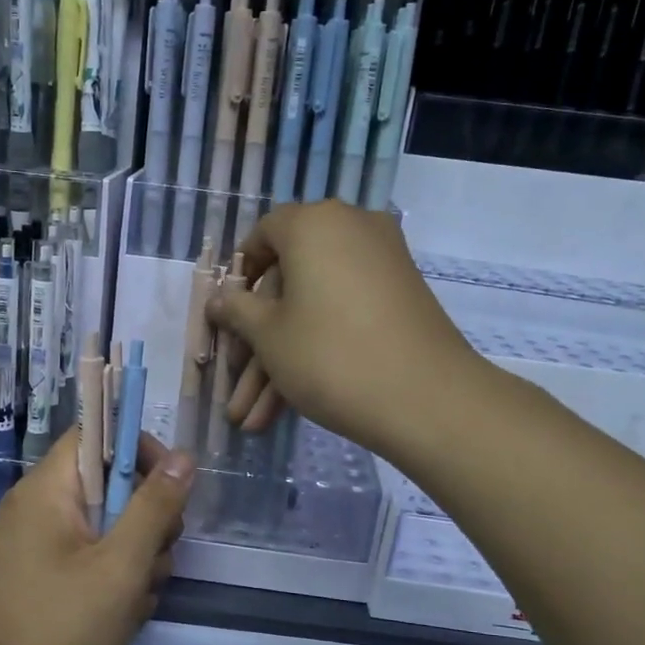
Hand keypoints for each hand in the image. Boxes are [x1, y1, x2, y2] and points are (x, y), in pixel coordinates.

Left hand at [0, 427, 193, 644]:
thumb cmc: (65, 625)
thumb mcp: (123, 563)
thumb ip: (156, 505)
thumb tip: (183, 456)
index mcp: (47, 489)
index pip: (95, 434)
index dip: (137, 448)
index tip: (170, 484)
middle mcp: (37, 507)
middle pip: (108, 482)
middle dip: (144, 517)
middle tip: (156, 556)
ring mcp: (37, 543)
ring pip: (106, 524)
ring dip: (135, 554)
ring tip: (137, 596)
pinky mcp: (42, 575)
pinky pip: (91, 555)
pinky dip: (114, 575)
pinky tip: (123, 611)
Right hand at [206, 201, 478, 458]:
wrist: (427, 399)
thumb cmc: (329, 356)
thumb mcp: (268, 335)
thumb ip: (237, 310)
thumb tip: (218, 299)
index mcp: (314, 223)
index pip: (264, 235)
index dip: (240, 276)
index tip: (227, 316)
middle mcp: (351, 230)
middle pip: (288, 284)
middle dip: (256, 345)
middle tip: (236, 390)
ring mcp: (381, 264)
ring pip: (313, 310)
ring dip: (280, 364)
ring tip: (253, 421)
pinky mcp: (400, 299)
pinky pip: (343, 317)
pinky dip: (316, 353)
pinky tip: (285, 409)